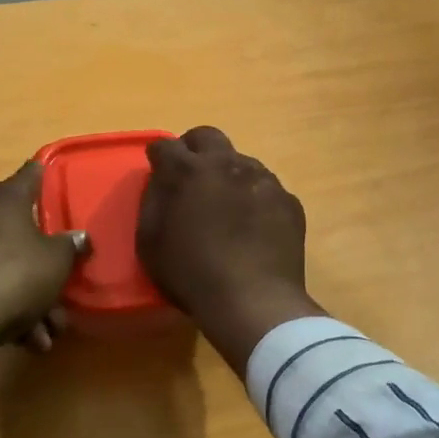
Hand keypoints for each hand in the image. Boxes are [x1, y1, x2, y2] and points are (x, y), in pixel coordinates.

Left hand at [0, 162, 87, 399]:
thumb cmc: (12, 275)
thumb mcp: (56, 262)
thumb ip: (70, 246)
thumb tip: (79, 237)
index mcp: (3, 199)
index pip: (30, 174)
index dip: (45, 175)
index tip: (55, 176)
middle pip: (19, 231)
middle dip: (44, 264)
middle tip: (63, 287)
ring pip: (3, 267)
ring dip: (30, 299)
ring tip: (48, 332)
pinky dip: (5, 311)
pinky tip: (26, 341)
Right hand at [138, 127, 324, 373]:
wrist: (254, 301)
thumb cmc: (192, 274)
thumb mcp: (150, 242)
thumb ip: (153, 201)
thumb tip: (161, 181)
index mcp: (188, 171)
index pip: (166, 145)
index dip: (158, 156)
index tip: (157, 168)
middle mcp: (227, 163)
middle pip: (207, 136)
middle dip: (194, 148)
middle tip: (190, 174)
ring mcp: (263, 179)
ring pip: (241, 161)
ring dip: (227, 174)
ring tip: (225, 206)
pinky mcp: (288, 200)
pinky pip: (266, 188)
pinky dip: (255, 199)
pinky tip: (253, 227)